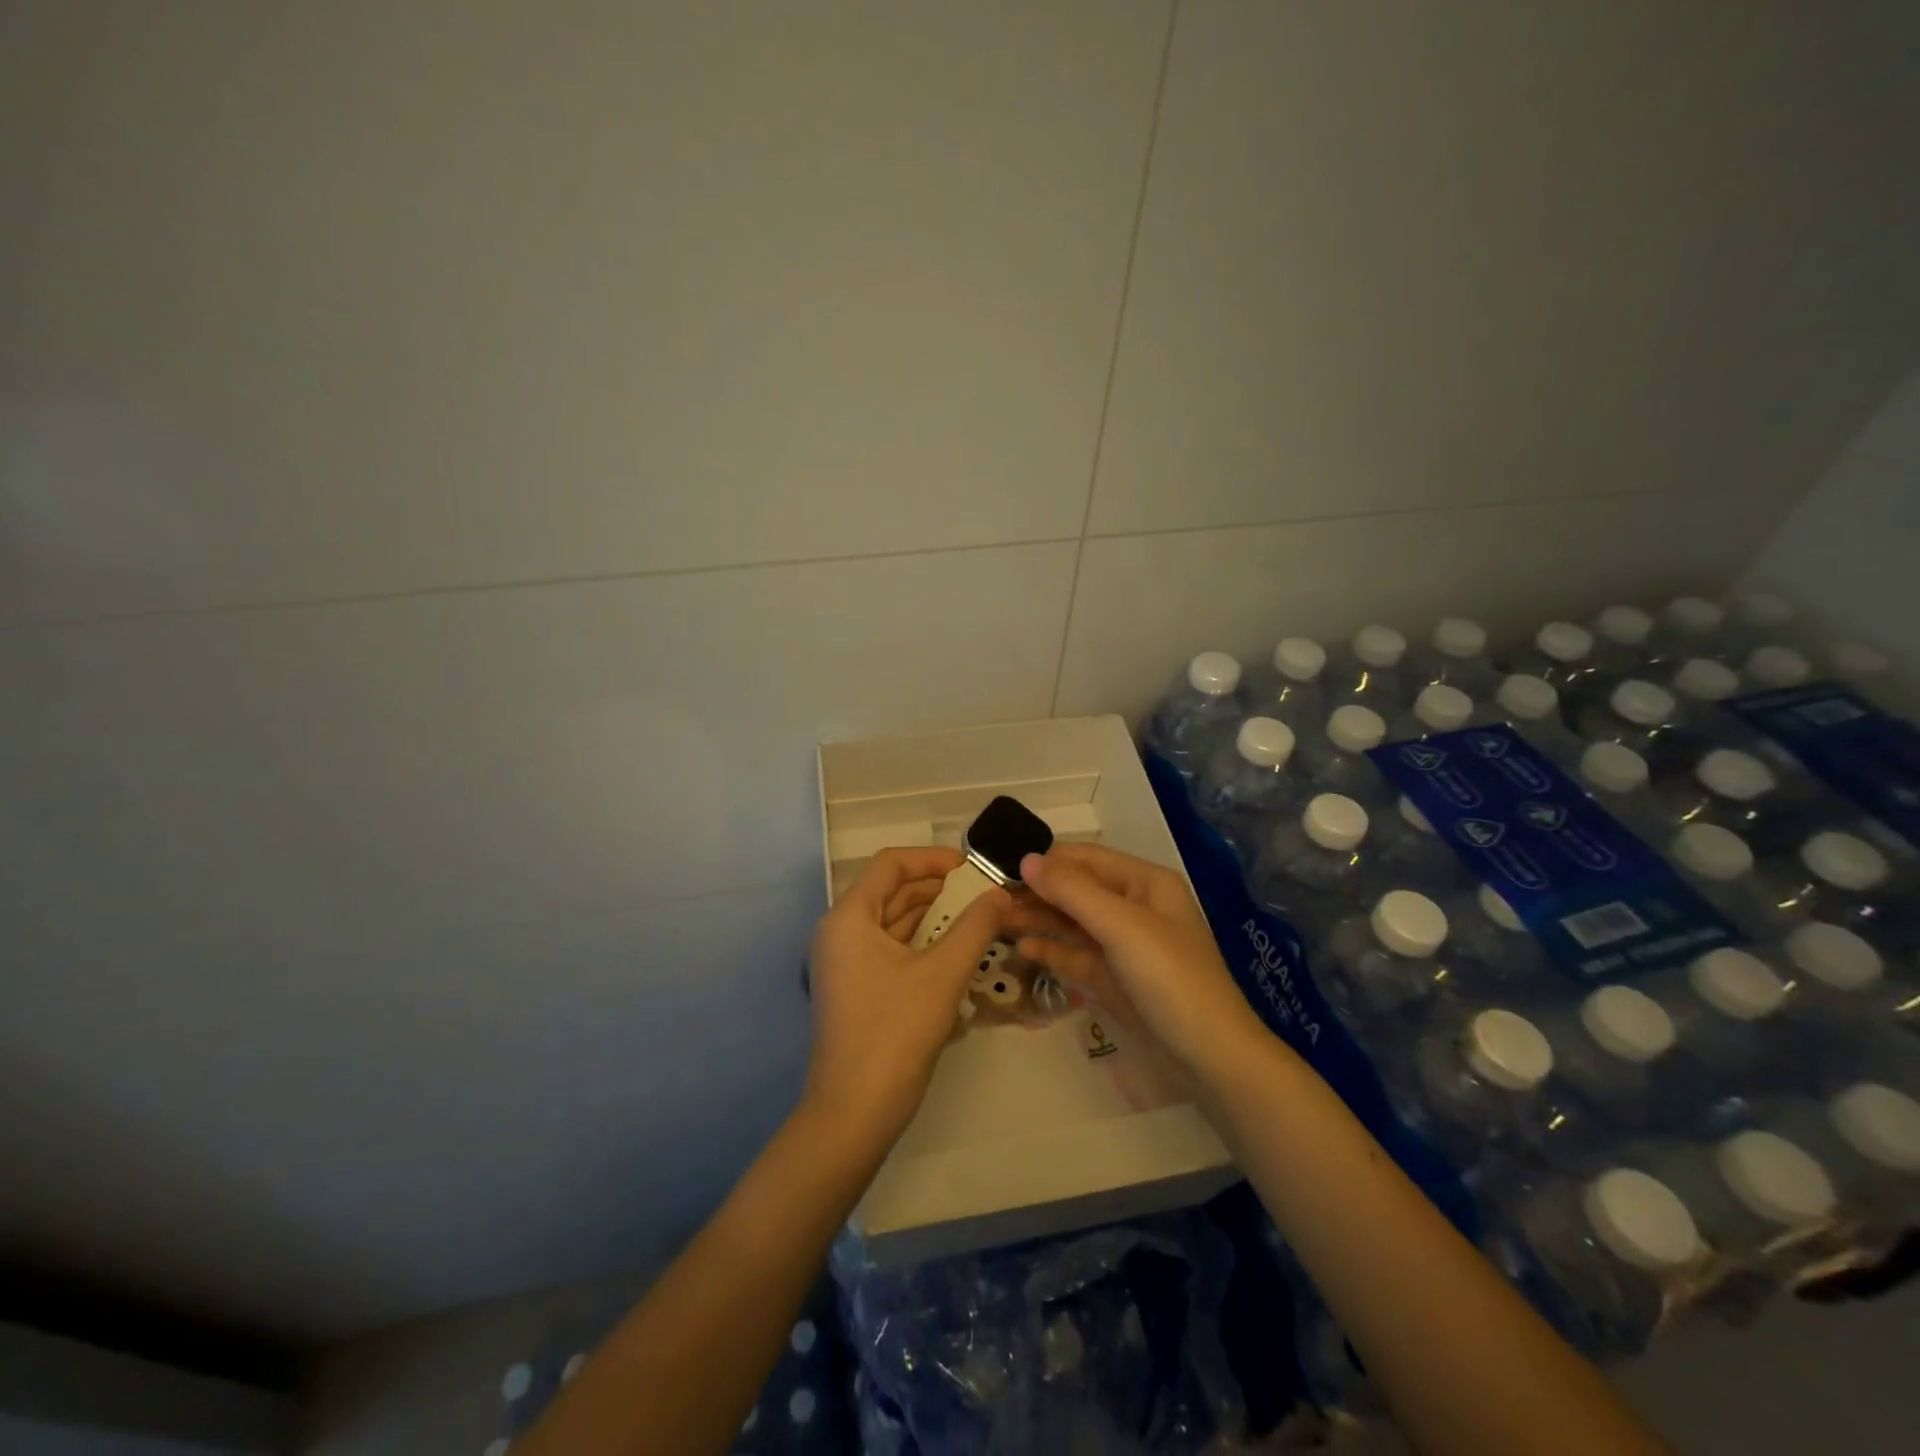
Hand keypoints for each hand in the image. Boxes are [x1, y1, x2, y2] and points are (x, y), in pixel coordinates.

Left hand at [804, 847, 1009, 1151]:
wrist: (854, 1114)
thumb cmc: (895, 1033)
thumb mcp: (943, 974)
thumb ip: (975, 927)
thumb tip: (1000, 894)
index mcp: (849, 918)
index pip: (890, 865)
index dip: (932, 858)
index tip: (972, 867)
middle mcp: (840, 932)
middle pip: (891, 892)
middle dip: (938, 889)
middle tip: (983, 894)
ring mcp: (845, 963)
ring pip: (893, 923)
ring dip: (933, 917)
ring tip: (978, 919)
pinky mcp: (855, 988)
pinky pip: (890, 950)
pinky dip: (922, 944)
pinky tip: (956, 952)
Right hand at [1009, 843, 1264, 1076]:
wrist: (1210, 1058)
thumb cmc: (1170, 978)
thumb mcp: (1121, 926)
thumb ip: (1072, 891)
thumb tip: (1026, 858)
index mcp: (1143, 883)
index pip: (1084, 859)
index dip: (1044, 861)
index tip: (998, 868)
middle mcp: (1132, 907)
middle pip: (1075, 890)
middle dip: (1035, 892)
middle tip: (988, 900)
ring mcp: (1123, 945)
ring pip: (1071, 923)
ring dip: (1037, 920)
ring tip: (995, 922)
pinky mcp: (1114, 979)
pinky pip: (1075, 955)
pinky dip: (1050, 951)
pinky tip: (1021, 950)